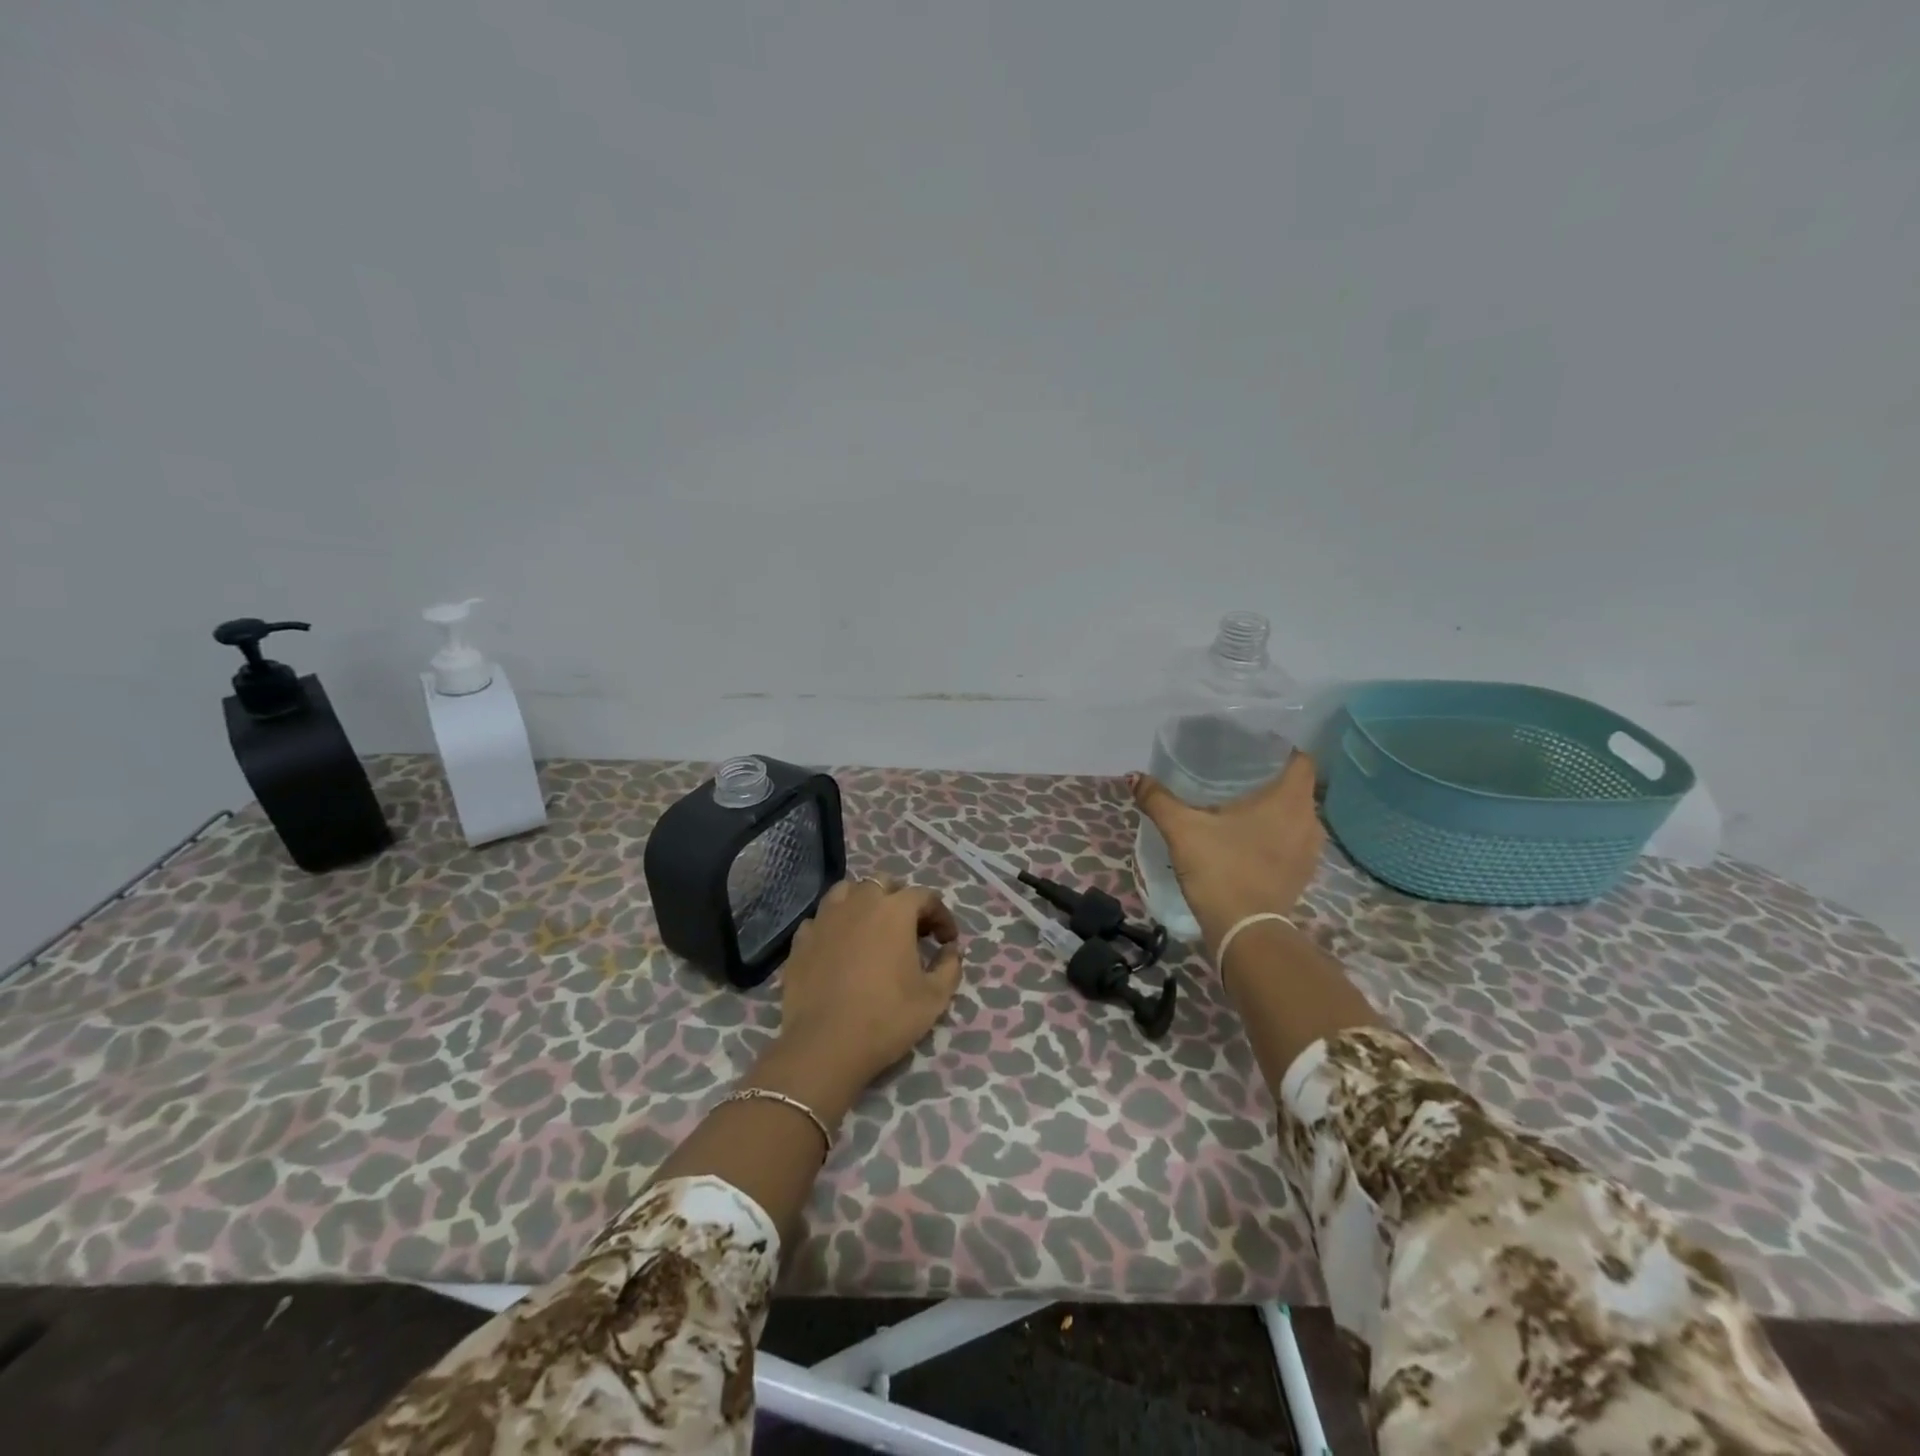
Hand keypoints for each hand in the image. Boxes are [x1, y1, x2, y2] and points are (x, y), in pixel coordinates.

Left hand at [751, 878, 963, 1124]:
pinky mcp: (801, 940)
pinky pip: (820, 919)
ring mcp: (825, 918)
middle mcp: (859, 903)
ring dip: (864, 902)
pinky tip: (838, 946)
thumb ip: (949, 967)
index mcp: (895, 911)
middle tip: (911, 929)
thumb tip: (951, 950)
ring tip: (871, 927)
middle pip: (884, 884)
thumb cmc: (886, 1017)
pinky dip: (834, 925)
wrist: (824, 1045)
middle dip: (901, 900)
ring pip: (847, 892)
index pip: (925, 897)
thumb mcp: (934, 998)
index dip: (941, 915)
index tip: (947, 941)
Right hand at [1132, 751, 1325, 948]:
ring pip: (1295, 816)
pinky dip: (1276, 836)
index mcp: (1289, 799)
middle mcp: (1309, 820)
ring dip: (1274, 811)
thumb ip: (1158, 799)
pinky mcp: (1303, 874)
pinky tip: (1247, 841)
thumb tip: (1134, 777)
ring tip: (1240, 808)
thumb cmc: (1221, 869)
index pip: (1300, 760)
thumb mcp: (1182, 829)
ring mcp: (1310, 851)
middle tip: (1235, 776)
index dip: (1279, 750)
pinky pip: (1292, 842)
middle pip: (1296, 787)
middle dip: (1270, 780)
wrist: (1245, 931)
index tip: (1252, 750)